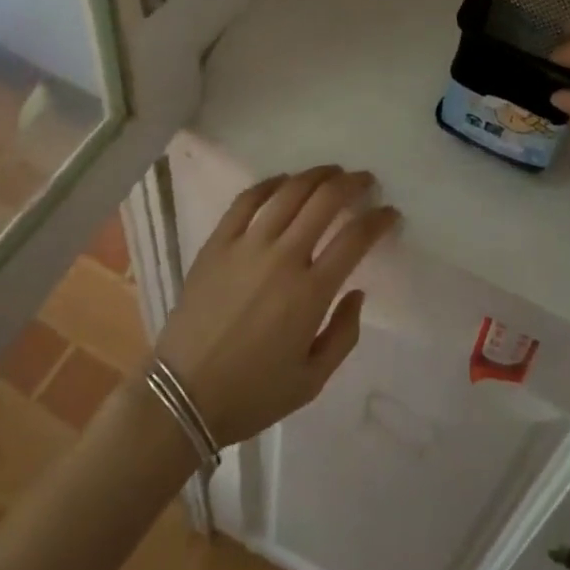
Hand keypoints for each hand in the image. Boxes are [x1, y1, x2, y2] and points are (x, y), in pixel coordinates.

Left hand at [154, 167, 398, 444]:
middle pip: (325, 200)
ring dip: (316, 175)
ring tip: (331, 171)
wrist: (181, 397)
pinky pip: (248, 199)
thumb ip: (344, 335)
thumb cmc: (251, 394)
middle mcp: (283, 257)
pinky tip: (283, 181)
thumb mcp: (311, 382)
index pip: (355, 238)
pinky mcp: (218, 242)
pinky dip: (270, 183)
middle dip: (351, 184)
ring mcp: (247, 245)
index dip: (378, 219)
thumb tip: (357, 291)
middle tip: (363, 181)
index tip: (389, 212)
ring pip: (289, 191)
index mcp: (310, 293)